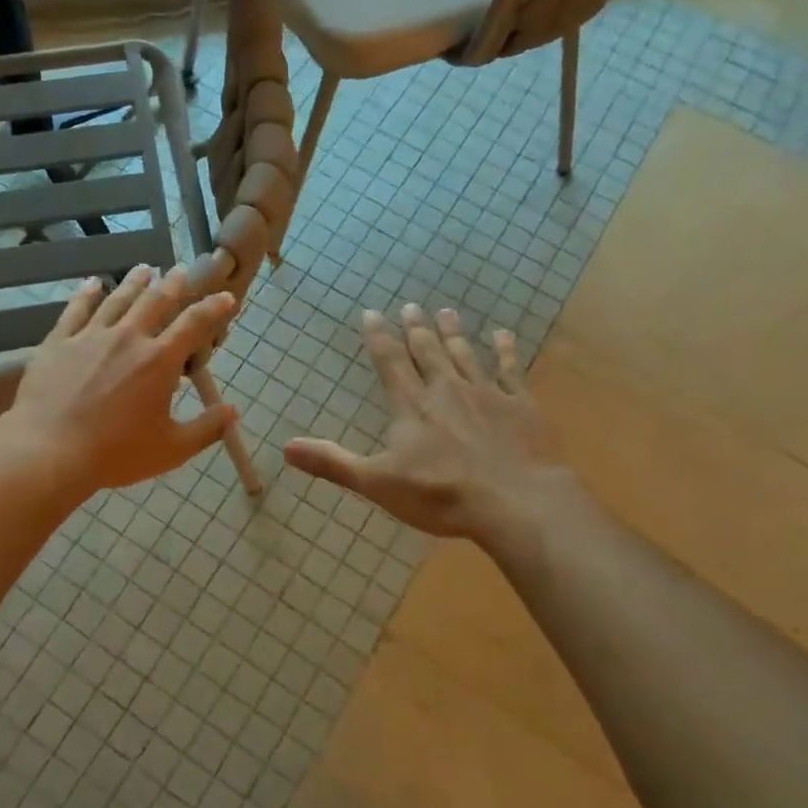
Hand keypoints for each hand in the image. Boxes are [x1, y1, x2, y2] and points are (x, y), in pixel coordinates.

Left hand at [0, 265, 237, 496]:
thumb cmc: (115, 453)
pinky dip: (87, 293)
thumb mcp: (171, 449)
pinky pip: (76, 309)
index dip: (213, 308)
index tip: (226, 297)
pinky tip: (92, 283)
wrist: (49, 450)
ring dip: (135, 282)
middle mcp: (128, 338)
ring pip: (118, 299)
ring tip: (145, 269)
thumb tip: (233, 411)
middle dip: (172, 284)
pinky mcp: (59, 342)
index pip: (194, 324)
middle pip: (155, 301)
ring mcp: (91, 336)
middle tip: (180, 271)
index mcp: (159, 361)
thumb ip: (206, 429)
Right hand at [284, 305, 569, 541]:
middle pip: (428, 351)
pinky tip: (502, 335)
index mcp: (412, 406)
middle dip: (417, 328)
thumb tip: (286, 447)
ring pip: (465, 354)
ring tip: (447, 312)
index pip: (390, 362)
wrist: (515, 502)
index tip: (372, 313)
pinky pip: (510, 370)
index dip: (379, 337)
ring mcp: (487, 394)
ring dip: (454, 333)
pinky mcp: (520, 406)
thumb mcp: (377, 483)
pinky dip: (505, 351)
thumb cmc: (440, 494)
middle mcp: (446, 390)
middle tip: (412, 306)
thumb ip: (333, 463)